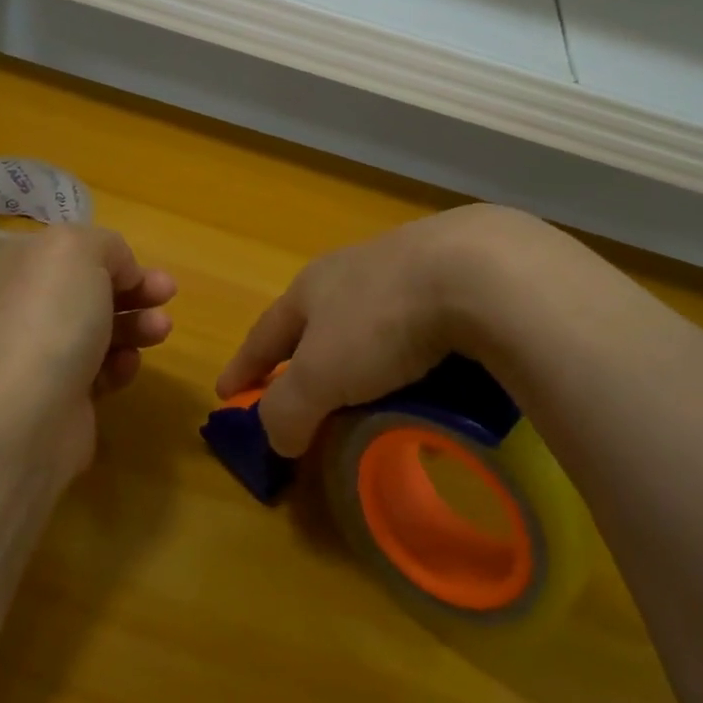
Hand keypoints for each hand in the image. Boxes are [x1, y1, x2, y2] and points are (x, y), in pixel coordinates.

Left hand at [0, 225, 176, 474]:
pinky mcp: (61, 395)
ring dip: (137, 326)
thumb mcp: (79, 251)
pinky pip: (101, 371)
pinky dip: (120, 365)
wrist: (26, 415)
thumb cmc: (52, 319)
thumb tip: (119, 272)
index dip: (114, 256)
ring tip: (160, 331)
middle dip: (135, 290)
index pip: (74, 251)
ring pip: (102, 329)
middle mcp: (28, 305)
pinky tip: (125, 367)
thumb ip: (105, 245)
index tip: (145, 269)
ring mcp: (42, 353)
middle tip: (168, 295)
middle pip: (92, 290)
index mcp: (22, 265)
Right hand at [216, 204, 549, 456]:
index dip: (244, 365)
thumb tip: (276, 438)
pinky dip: (409, 344)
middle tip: (300, 389)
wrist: (477, 269)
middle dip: (303, 353)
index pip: (265, 334)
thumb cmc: (381, 321)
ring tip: (368, 382)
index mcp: (311, 288)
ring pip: (368, 314)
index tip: (225, 392)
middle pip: (315, 318)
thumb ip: (288, 409)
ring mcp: (404, 264)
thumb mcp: (321, 375)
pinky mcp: (454, 270)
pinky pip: (417, 316)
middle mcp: (351, 270)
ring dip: (359, 349)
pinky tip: (427, 363)